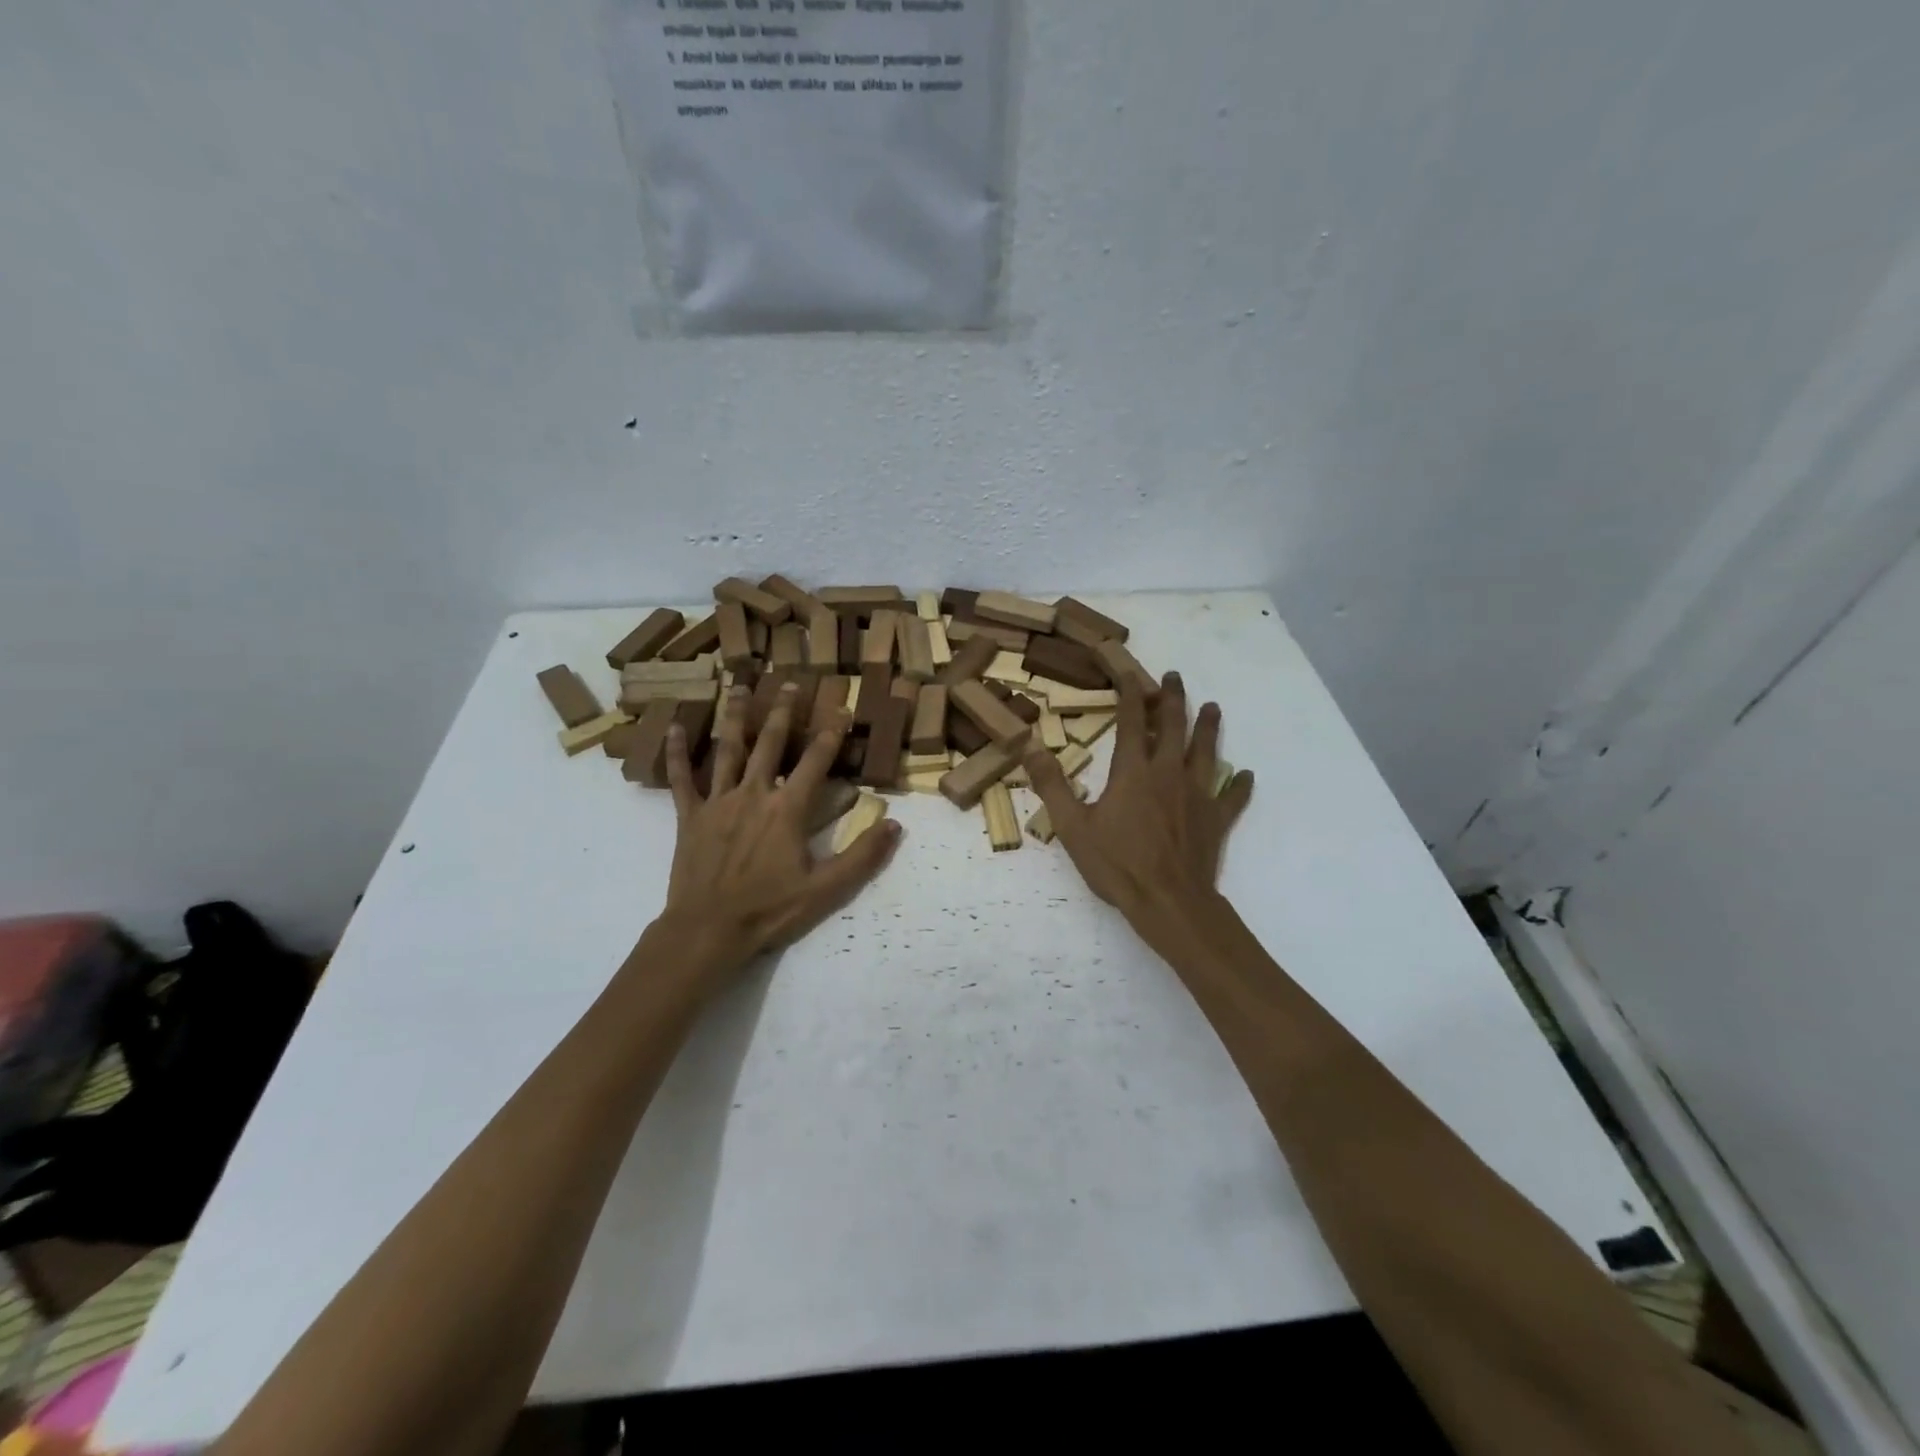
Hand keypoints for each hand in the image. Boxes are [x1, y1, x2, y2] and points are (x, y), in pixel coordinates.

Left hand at [656, 683, 899, 984]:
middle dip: (782, 711)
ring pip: (727, 749)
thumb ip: (862, 856)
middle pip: (770, 743)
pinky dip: (676, 752)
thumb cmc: (769, 910)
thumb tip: (895, 825)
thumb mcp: (826, 889)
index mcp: (787, 809)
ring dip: (734, 716)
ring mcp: (718, 802)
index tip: (842, 707)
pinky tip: (673, 727)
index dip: (831, 733)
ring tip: (738, 687)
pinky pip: (681, 779)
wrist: (708, 930)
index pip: (815, 761)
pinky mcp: (689, 816)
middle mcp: (753, 794)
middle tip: (789, 683)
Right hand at [1026, 672, 1252, 955]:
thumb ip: (1052, 783)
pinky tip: (1244, 774)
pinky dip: (1238, 784)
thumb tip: (1028, 744)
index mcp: (1133, 771)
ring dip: (1209, 727)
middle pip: (1174, 727)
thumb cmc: (1118, 864)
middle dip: (1173, 698)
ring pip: (1207, 751)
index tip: (1131, 672)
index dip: (1131, 693)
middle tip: (1175, 677)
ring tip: (1213, 707)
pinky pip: (1232, 796)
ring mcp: (1197, 795)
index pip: (1132, 721)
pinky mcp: (1216, 819)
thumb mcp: (1072, 826)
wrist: (1169, 901)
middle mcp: (1169, 773)